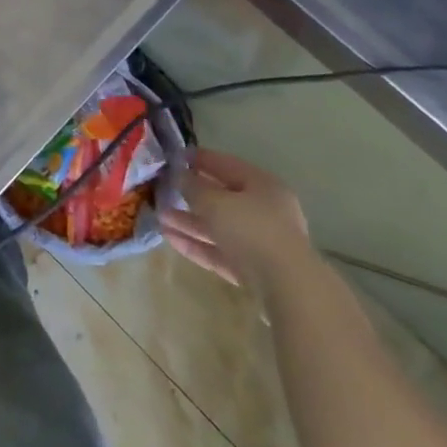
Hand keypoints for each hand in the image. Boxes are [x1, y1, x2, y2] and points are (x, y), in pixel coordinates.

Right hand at [161, 149, 311, 293]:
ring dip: (190, 221)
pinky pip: (220, 251)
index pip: (225, 164)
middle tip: (162, 190)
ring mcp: (261, 242)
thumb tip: (179, 175)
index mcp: (262, 185)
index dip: (198, 159)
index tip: (173, 158)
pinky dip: (198, 244)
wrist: (287, 288)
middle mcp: (265, 210)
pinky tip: (170, 238)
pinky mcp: (254, 270)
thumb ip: (193, 186)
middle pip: (222, 198)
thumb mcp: (214, 202)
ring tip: (159, 216)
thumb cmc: (251, 229)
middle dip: (191, 195)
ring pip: (219, 227)